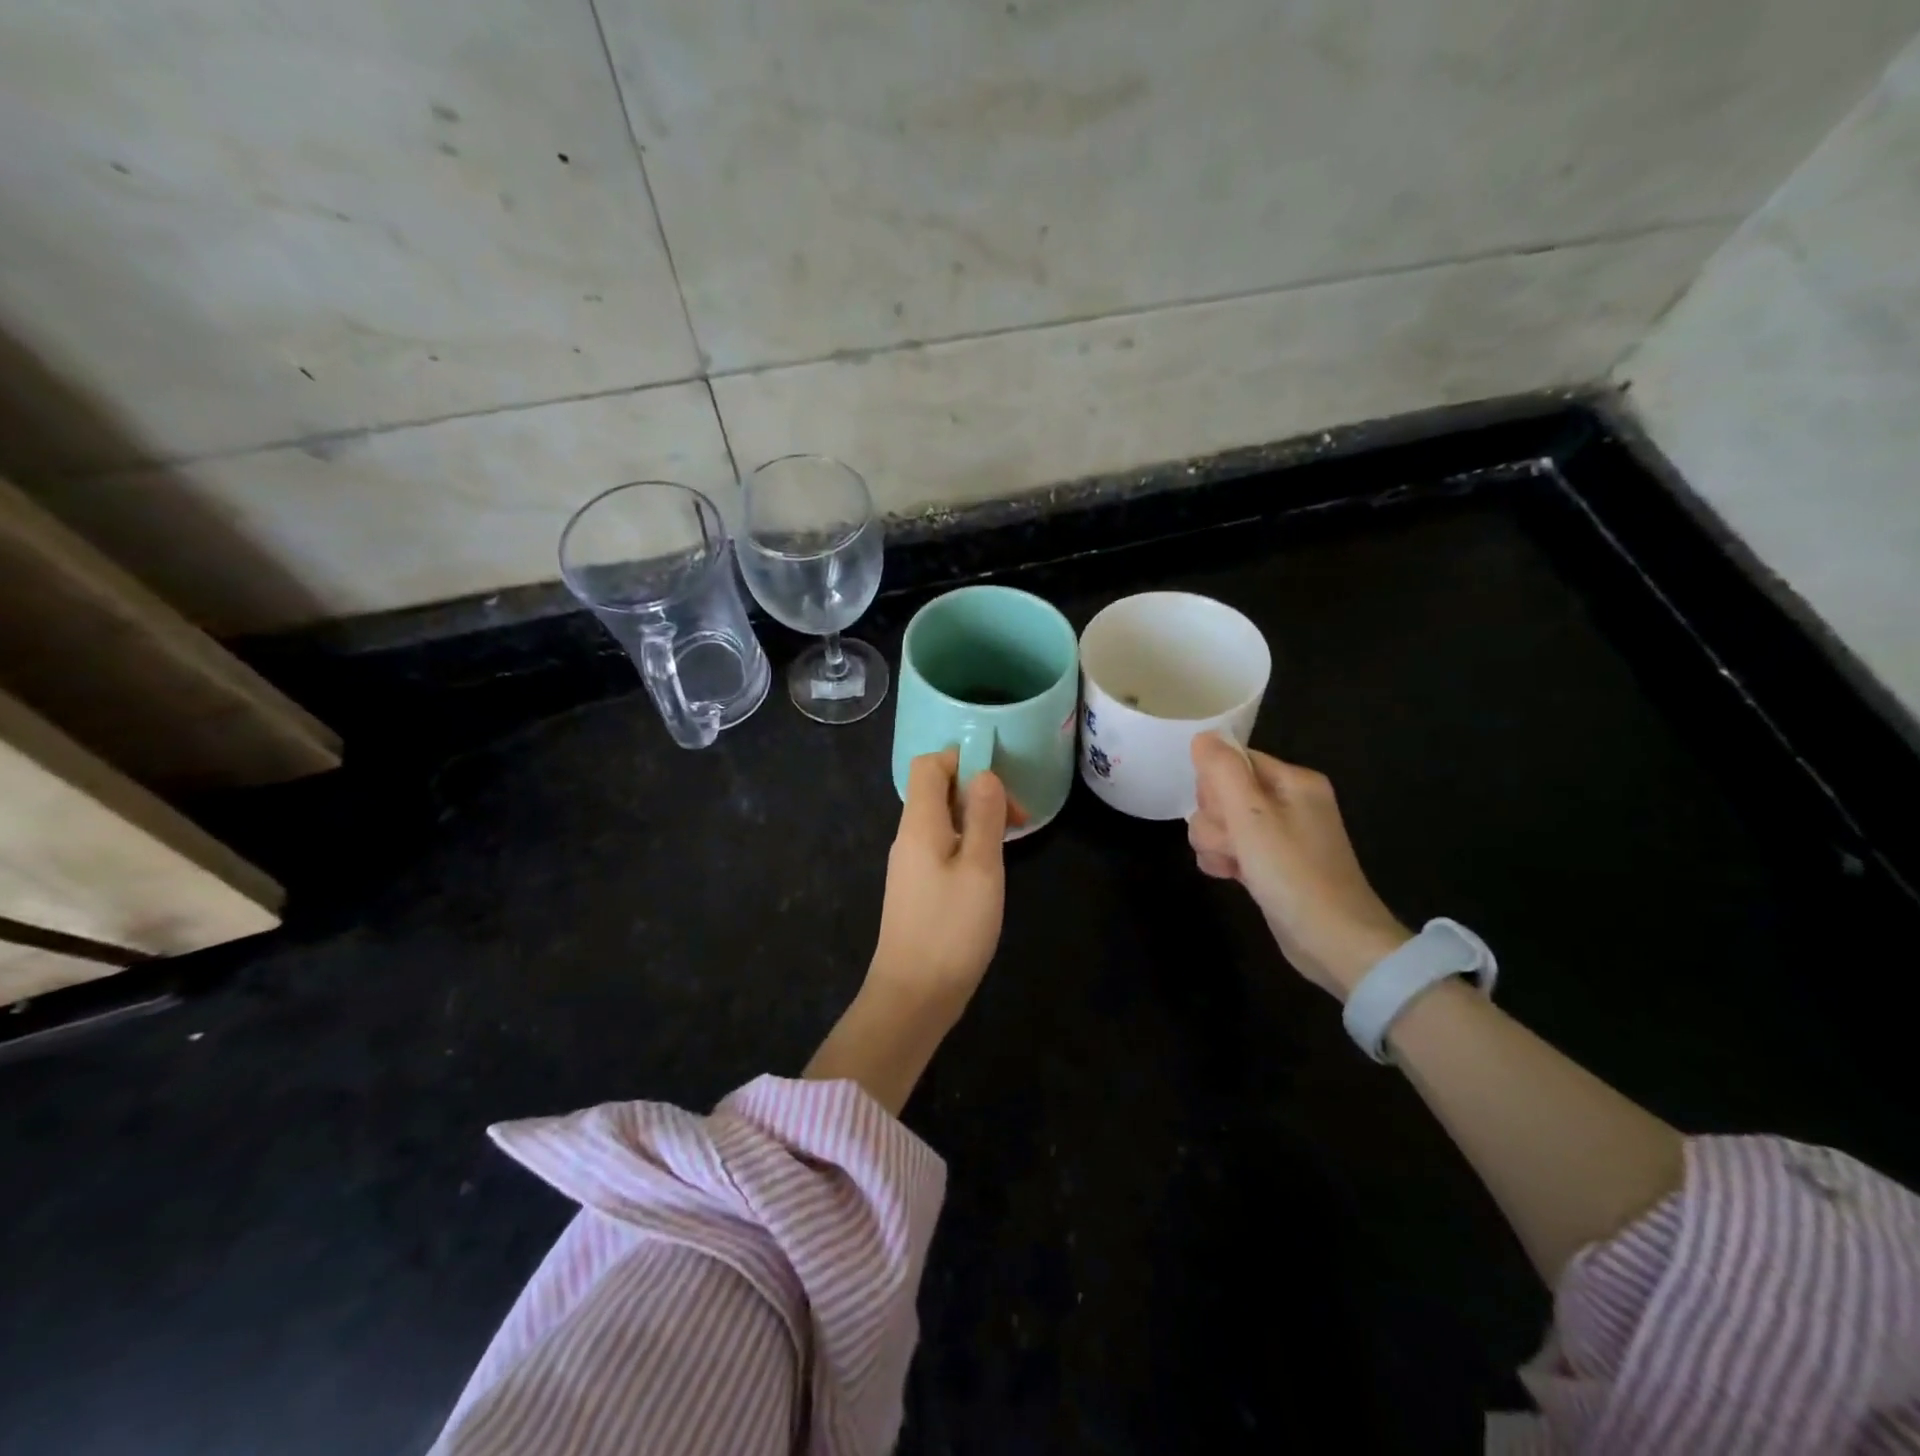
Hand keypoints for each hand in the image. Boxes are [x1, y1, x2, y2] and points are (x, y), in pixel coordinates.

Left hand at [867, 749, 1021, 1015]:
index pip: (929, 765)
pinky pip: (941, 846)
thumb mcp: (980, 868)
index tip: (999, 784)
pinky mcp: (916, 888)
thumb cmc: (951, 929)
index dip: (962, 760)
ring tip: (1008, 844)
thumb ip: (983, 816)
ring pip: (942, 820)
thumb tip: (985, 775)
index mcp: (919, 824)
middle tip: (1016, 820)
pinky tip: (988, 871)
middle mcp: (909, 837)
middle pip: (937, 790)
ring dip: (976, 820)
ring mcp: (910, 864)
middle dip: (978, 792)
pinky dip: (966, 844)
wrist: (913, 996)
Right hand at [1187, 734, 1410, 997]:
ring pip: (1222, 823)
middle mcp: (1289, 801)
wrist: (1335, 942)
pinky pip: (1233, 847)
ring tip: (1233, 865)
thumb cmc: (1293, 873)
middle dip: (1215, 819)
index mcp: (1293, 781)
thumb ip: (1223, 771)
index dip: (1215, 786)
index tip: (1223, 813)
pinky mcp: (1272, 864)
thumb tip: (1203, 737)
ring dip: (1216, 844)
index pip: (1232, 760)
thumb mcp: (1251, 816)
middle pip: (1223, 792)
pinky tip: (1231, 877)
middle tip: (1233, 844)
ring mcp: (1281, 835)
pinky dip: (1225, 861)